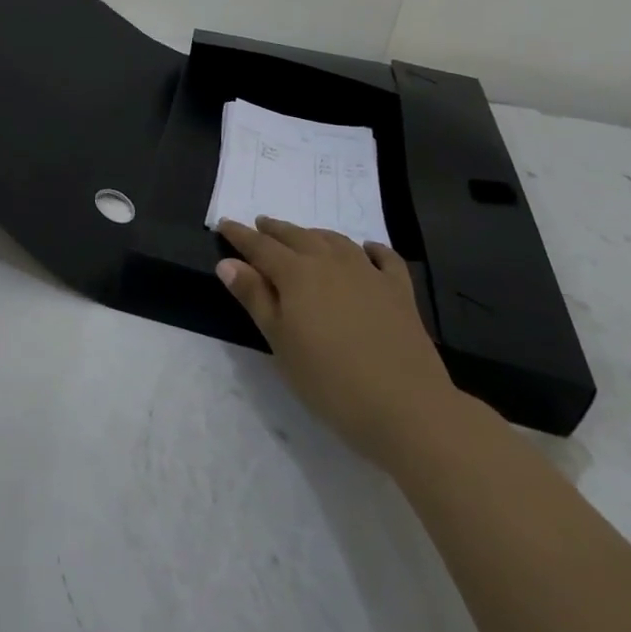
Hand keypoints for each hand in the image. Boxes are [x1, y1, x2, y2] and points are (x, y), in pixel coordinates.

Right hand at [218, 217, 460, 465]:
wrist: (406, 407)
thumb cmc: (329, 380)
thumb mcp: (280, 342)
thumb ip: (255, 297)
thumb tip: (228, 262)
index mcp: (296, 273)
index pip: (260, 247)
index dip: (240, 235)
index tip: (225, 224)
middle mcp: (331, 262)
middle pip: (297, 237)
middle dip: (275, 230)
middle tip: (260, 225)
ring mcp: (369, 273)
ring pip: (335, 241)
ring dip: (314, 235)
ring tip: (302, 236)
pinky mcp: (399, 291)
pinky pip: (384, 258)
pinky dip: (371, 248)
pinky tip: (367, 249)